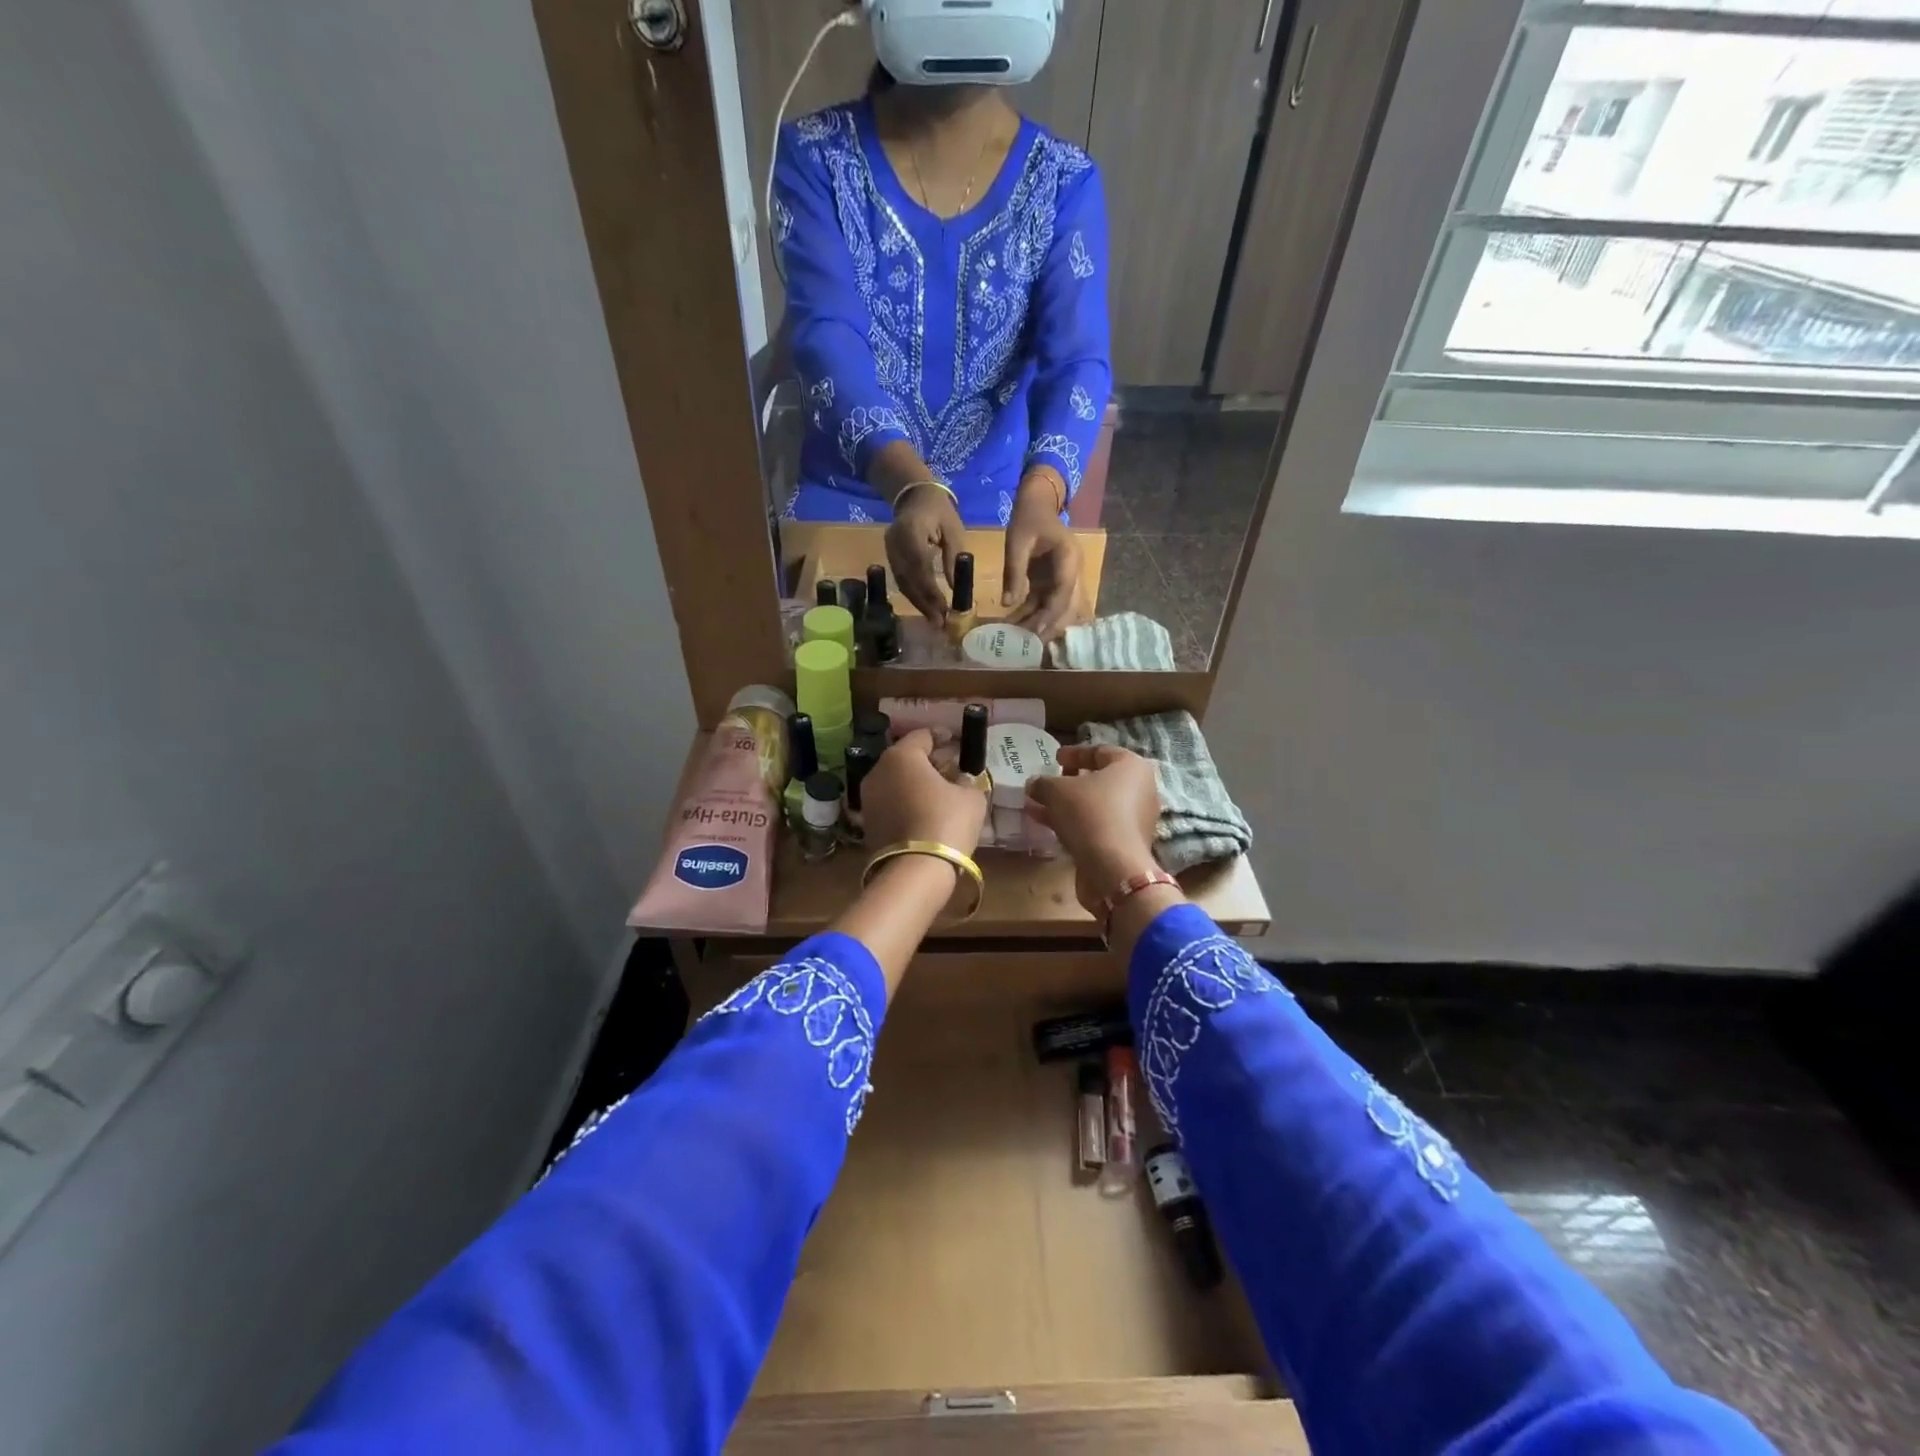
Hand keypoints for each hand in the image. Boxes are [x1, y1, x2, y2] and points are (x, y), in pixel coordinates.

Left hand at [861, 728, 987, 857]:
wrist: (915, 870)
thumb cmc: (947, 822)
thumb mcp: (971, 797)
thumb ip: (968, 780)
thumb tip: (962, 779)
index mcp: (901, 756)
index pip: (923, 736)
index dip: (942, 735)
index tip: (955, 739)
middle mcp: (878, 771)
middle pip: (906, 758)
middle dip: (929, 760)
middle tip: (952, 767)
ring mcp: (869, 798)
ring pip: (896, 780)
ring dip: (917, 782)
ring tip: (941, 791)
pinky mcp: (868, 823)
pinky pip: (891, 801)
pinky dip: (907, 800)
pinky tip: (926, 811)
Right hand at [884, 484, 965, 626]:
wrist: (914, 495)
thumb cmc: (939, 510)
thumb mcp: (954, 530)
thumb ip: (954, 558)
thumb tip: (956, 588)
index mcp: (912, 531)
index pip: (920, 567)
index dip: (930, 591)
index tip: (944, 609)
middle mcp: (895, 543)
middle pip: (908, 579)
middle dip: (924, 603)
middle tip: (939, 623)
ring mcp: (889, 550)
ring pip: (902, 583)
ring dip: (918, 603)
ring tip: (933, 620)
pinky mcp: (889, 556)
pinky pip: (900, 580)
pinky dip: (913, 595)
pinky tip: (924, 607)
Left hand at [1003, 470, 1081, 639]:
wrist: (1037, 503)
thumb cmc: (1029, 518)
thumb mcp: (1017, 540)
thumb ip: (1014, 570)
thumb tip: (1007, 603)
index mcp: (1069, 558)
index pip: (1064, 591)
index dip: (1053, 612)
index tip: (1039, 630)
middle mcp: (1071, 572)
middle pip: (1066, 606)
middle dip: (1049, 627)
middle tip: (1030, 646)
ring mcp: (1062, 579)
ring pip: (1056, 609)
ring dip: (1040, 625)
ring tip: (1019, 641)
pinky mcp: (1051, 583)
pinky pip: (1044, 604)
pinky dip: (1031, 616)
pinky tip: (1014, 627)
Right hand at [1025, 744, 1161, 917]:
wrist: (1113, 868)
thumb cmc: (1089, 813)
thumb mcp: (1057, 791)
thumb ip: (1043, 783)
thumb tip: (1034, 784)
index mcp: (1131, 767)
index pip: (1100, 751)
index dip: (1074, 753)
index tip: (1054, 758)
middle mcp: (1140, 790)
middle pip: (1100, 780)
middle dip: (1069, 782)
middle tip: (1048, 783)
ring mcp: (1135, 819)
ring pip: (1095, 805)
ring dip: (1066, 805)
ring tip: (1037, 806)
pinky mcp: (1126, 843)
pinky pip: (1097, 825)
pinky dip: (1074, 823)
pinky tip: (1048, 825)